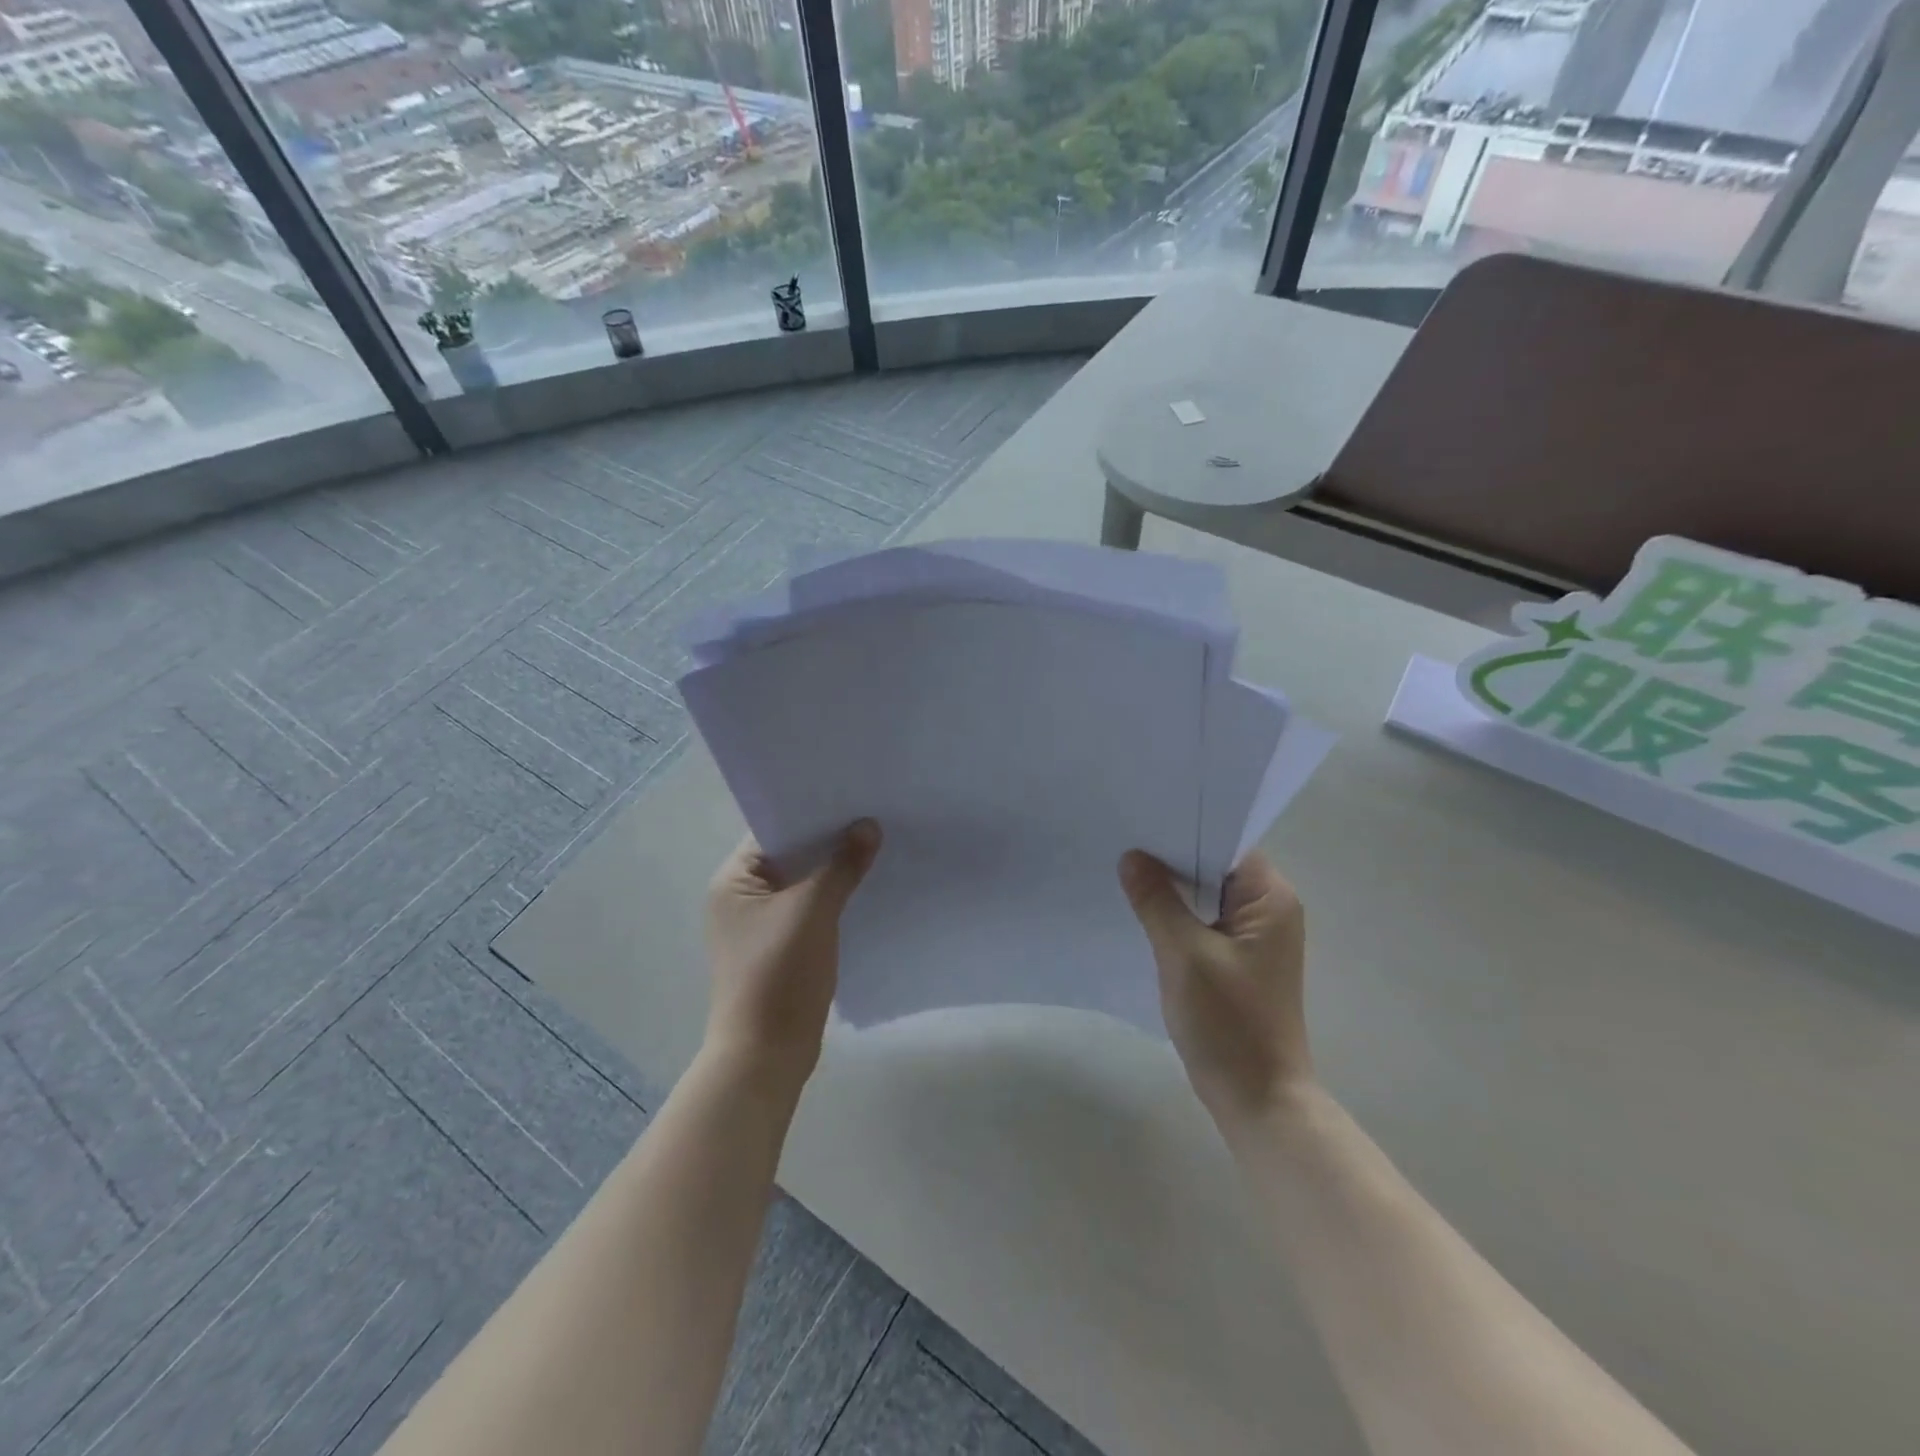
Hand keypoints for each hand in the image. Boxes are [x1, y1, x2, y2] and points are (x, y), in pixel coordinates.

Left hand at [704, 820, 881, 1088]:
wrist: (766, 1054)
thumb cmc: (778, 974)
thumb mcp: (813, 911)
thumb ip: (841, 866)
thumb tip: (868, 826)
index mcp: (733, 881)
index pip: (773, 830)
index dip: (810, 813)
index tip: (850, 796)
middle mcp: (741, 898)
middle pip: (790, 856)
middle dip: (828, 841)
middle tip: (872, 816)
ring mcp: (760, 925)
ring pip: (803, 884)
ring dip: (833, 871)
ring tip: (876, 846)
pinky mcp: (780, 947)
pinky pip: (809, 909)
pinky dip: (834, 899)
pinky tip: (866, 889)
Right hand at [1119, 850, 1312, 1123]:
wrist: (1257, 1099)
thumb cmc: (1228, 1022)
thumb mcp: (1184, 954)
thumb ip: (1156, 900)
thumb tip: (1132, 857)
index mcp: (1271, 899)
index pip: (1226, 843)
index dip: (1184, 830)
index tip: (1141, 821)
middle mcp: (1269, 910)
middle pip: (1214, 866)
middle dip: (1171, 858)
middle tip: (1123, 842)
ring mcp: (1255, 937)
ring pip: (1206, 895)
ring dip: (1172, 889)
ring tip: (1126, 870)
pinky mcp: (1238, 959)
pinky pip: (1204, 920)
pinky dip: (1178, 914)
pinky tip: (1144, 910)